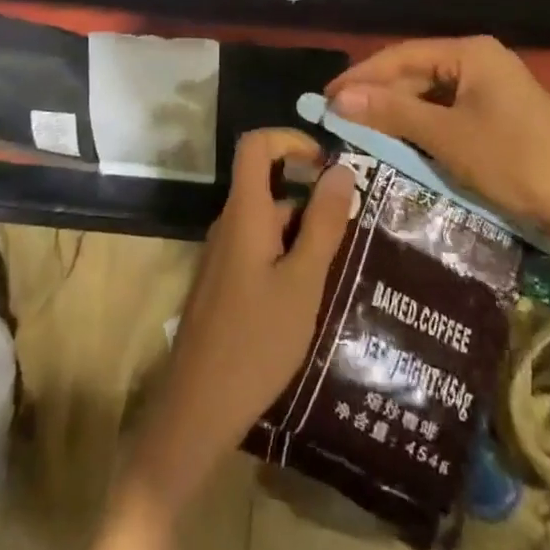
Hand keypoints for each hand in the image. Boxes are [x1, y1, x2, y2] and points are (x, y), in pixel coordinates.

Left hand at [128, 128, 355, 509]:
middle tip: (352, 225)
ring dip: (303, 231)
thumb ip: (323, 223)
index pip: (256, 145)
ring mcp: (223, 255)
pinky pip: (259, 249)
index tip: (326, 164)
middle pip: (267, 184)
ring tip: (342, 264)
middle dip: (310, 195)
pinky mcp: (223, 284)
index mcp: (244, 212)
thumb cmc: (256, 340)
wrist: (197, 409)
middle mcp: (229, 224)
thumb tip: (341, 169)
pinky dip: (287, 255)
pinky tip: (312, 293)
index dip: (290, 140)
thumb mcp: (303, 281)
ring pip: (267, 221)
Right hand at [326, 36, 549, 255]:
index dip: (361, 76)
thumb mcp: (447, 137)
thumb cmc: (515, 163)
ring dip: (399, 112)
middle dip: (379, 94)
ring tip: (363, 130)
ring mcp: (494, 87)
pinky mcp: (501, 114)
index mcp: (470, 52)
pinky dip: (424, 125)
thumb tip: (338, 97)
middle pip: (417, 71)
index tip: (324, 97)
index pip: (401, 55)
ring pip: (433, 93)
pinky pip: (451, 111)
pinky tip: (403, 141)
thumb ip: (392, 111)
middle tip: (339, 118)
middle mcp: (481, 60)